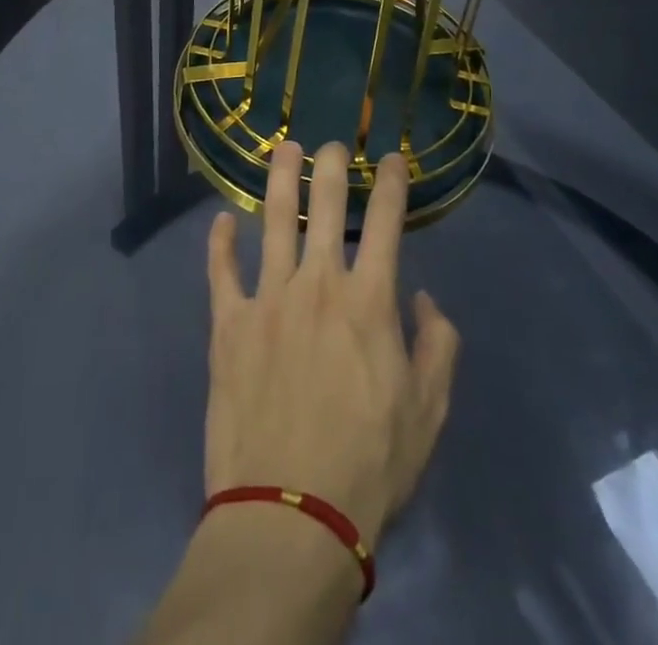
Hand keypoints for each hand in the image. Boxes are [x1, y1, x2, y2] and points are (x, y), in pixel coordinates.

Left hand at [203, 141, 458, 549]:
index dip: (390, 183)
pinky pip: (221, 272)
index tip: (391, 158)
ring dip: (279, 180)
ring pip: (273, 221)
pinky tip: (221, 221)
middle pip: (324, 206)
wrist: (291, 514)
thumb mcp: (428, 412)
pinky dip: (220, 243)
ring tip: (283, 149)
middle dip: (330, 166)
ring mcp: (268, 299)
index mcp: (368, 301)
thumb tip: (423, 298)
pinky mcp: (228, 325)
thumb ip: (437, 346)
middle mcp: (317, 285)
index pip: (385, 222)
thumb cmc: (370, 465)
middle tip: (331, 144)